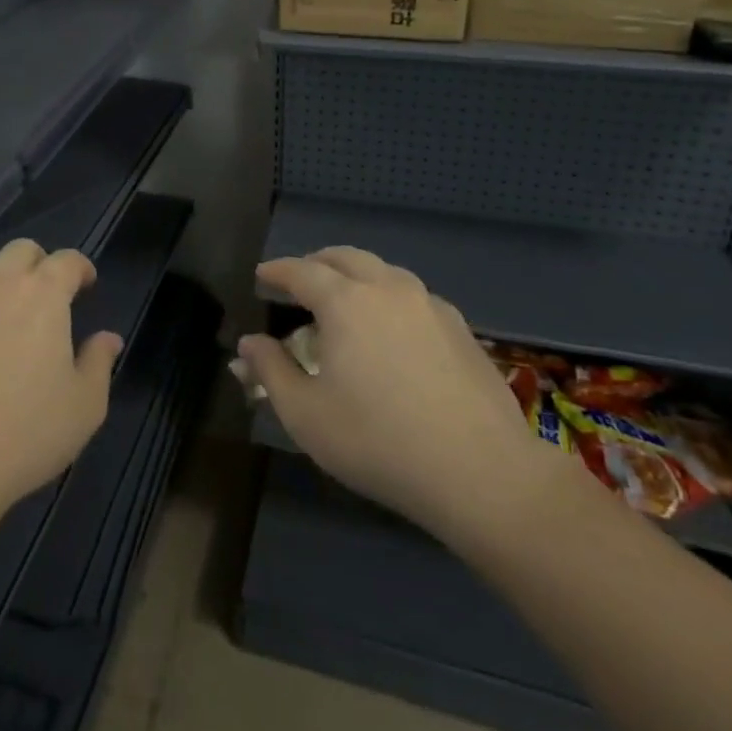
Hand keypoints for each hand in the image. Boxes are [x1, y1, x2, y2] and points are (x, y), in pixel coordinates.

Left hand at [0, 238, 120, 565]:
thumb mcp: (85, 406)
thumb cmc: (26, 433)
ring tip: (6, 306)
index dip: (81, 267)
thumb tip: (108, 337)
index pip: (66, 260)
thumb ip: (99, 362)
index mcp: (43, 296)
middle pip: (20, 250)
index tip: (87, 285)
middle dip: (39, 262)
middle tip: (48, 293)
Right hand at [241, 247, 565, 551]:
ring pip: (383, 271)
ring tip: (344, 300)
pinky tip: (391, 328)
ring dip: (355, 276)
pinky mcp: (461, 328)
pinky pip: (413, 296)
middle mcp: (387, 288)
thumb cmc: (378, 441)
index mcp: (345, 301)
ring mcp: (430, 305)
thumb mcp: (305, 414)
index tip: (261, 276)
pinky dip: (389, 297)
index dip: (277, 271)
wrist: (483, 473)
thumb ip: (270, 371)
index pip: (301, 271)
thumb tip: (249, 344)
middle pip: (344, 257)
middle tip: (299, 281)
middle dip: (316, 263)